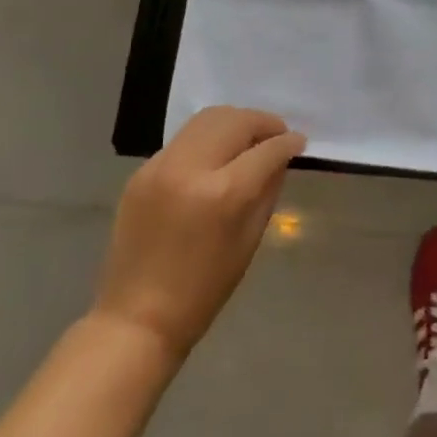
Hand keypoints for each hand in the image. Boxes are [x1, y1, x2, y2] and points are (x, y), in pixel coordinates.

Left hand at [93, 107, 305, 361]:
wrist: (138, 317)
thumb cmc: (205, 288)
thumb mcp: (250, 239)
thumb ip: (268, 189)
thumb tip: (280, 157)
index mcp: (224, 194)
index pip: (267, 149)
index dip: (288, 142)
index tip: (299, 142)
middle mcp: (190, 169)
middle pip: (234, 120)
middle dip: (262, 122)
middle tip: (275, 136)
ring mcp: (160, 167)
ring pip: (206, 119)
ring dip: (234, 123)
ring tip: (247, 139)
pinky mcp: (141, 172)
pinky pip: (183, 140)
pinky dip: (207, 140)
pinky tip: (215, 158)